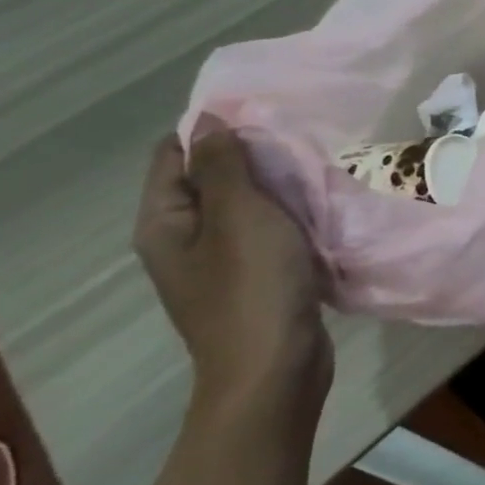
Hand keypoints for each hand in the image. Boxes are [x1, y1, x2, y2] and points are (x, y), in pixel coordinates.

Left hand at [133, 121, 332, 418]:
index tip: (262, 114)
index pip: (173, 155)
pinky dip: (289, 217)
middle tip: (297, 139)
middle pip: (210, 179)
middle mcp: (183, 240)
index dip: (211, 130)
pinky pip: (267, 232)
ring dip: (275, 187)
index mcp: (165, 223)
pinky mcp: (254, 279)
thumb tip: (210, 121)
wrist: (274, 370)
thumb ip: (225, 166)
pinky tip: (319, 208)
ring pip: (244, 207)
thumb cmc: (252, 288)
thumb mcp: (240, 216)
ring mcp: (219, 263)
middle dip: (250, 157)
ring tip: (314, 168)